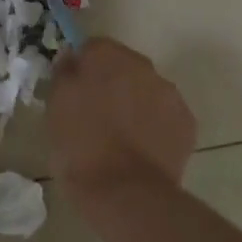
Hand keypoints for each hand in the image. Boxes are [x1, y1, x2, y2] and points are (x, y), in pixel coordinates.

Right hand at [48, 38, 196, 201]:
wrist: (126, 193)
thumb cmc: (81, 146)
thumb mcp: (55, 107)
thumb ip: (64, 74)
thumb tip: (71, 59)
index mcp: (107, 55)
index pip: (91, 47)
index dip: (82, 68)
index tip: (73, 91)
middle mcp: (142, 65)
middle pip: (122, 66)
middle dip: (111, 83)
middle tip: (94, 115)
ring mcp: (169, 93)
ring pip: (146, 89)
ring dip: (134, 103)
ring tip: (119, 138)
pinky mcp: (186, 122)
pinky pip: (164, 115)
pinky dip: (154, 126)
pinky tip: (141, 151)